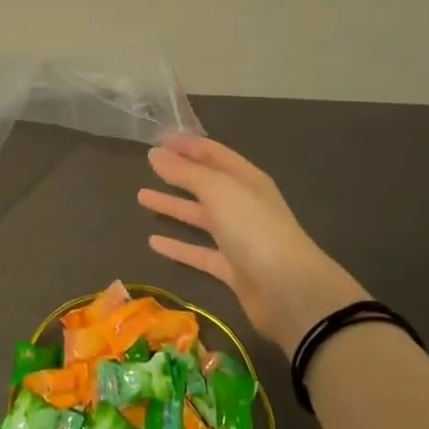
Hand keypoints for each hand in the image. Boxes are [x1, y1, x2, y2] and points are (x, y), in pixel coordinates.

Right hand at [139, 137, 367, 355]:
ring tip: (141, 197)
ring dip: (173, 206)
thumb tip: (155, 153)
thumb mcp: (218, 190)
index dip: (187, 145)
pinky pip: (198, 252)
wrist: (287, 289)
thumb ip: (185, 172)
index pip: (213, 154)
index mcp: (246, 179)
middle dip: (178, 173)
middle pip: (205, 184)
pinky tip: (153, 241)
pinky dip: (177, 246)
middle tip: (147, 164)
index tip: (157, 139)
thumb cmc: (253, 227)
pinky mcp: (231, 268)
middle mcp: (242, 204)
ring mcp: (238, 237)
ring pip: (200, 216)